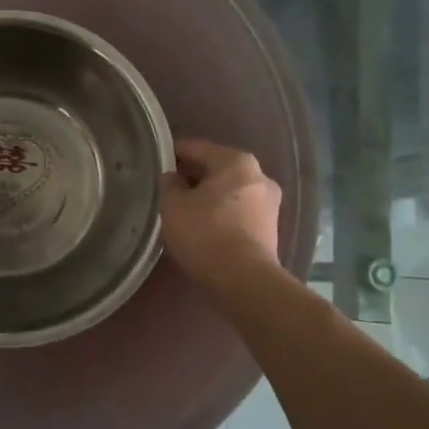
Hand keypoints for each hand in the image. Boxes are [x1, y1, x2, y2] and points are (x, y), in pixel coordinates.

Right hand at [158, 138, 280, 283]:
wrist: (244, 280)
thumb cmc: (205, 233)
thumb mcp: (172, 206)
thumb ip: (169, 184)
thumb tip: (172, 178)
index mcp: (236, 161)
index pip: (197, 148)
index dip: (174, 153)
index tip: (157, 161)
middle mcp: (259, 175)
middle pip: (217, 169)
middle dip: (194, 177)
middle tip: (169, 189)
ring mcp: (269, 203)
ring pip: (229, 191)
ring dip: (209, 197)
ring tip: (184, 210)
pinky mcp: (270, 229)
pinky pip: (238, 211)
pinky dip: (221, 214)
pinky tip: (204, 227)